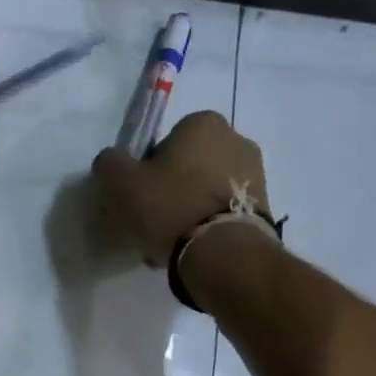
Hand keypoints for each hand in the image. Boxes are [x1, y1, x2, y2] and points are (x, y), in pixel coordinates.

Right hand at [92, 110, 267, 267]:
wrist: (224, 252)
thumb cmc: (170, 207)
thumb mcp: (122, 182)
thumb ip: (110, 163)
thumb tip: (111, 160)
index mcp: (203, 123)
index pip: (166, 141)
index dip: (148, 168)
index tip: (140, 195)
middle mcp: (236, 140)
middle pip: (188, 166)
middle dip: (170, 189)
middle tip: (151, 220)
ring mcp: (255, 174)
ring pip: (205, 191)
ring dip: (187, 210)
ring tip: (168, 242)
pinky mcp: (264, 207)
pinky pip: (222, 212)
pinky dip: (206, 226)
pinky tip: (189, 249)